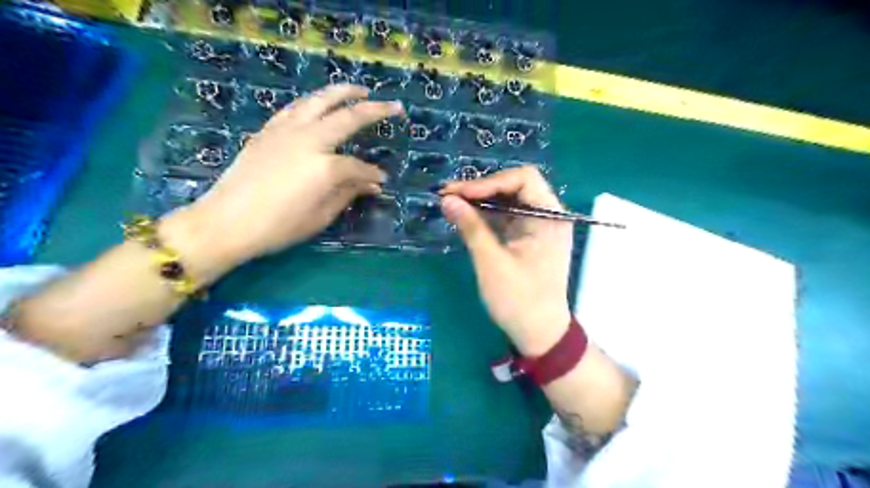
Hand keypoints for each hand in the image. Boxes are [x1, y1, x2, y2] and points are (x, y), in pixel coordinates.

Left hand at [178, 83, 407, 266]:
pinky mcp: (268, 131)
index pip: (358, 166)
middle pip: (347, 117)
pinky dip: (313, 102)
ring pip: (319, 101)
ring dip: (342, 93)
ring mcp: (286, 131)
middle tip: (393, 106)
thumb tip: (371, 184)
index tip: (382, 181)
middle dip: (374, 110)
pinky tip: (319, 103)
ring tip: (359, 90)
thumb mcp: (320, 216)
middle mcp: (308, 140)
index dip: (372, 174)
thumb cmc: (278, 227)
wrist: (226, 222)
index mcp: (325, 167)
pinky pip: (295, 109)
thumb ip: (348, 194)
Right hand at [439, 166, 575, 354]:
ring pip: (509, 201)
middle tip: (449, 196)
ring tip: (451, 204)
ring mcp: (539, 227)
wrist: (539, 333)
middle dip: (482, 189)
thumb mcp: (492, 262)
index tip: (458, 193)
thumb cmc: (519, 300)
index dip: (489, 182)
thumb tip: (447, 199)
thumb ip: (471, 227)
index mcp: (550, 217)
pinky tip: (466, 218)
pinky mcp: (529, 238)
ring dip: (481, 201)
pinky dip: (487, 216)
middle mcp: (549, 216)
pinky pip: (507, 217)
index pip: (523, 179)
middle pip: (516, 186)